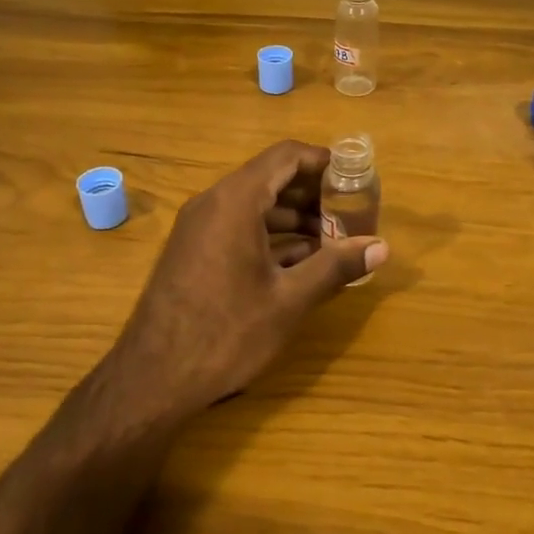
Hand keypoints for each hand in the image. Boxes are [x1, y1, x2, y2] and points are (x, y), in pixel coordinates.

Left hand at [109, 140, 387, 414]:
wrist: (152, 378)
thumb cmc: (226, 333)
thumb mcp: (289, 300)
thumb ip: (335, 267)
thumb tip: (382, 247)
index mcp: (236, 201)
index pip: (286, 156)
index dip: (324, 163)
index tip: (355, 181)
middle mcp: (213, 202)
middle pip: (271, 177)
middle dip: (313, 193)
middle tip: (351, 215)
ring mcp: (198, 226)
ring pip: (255, 204)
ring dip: (294, 217)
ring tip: (334, 242)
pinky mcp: (193, 250)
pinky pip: (238, 226)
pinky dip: (270, 235)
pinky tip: (300, 262)